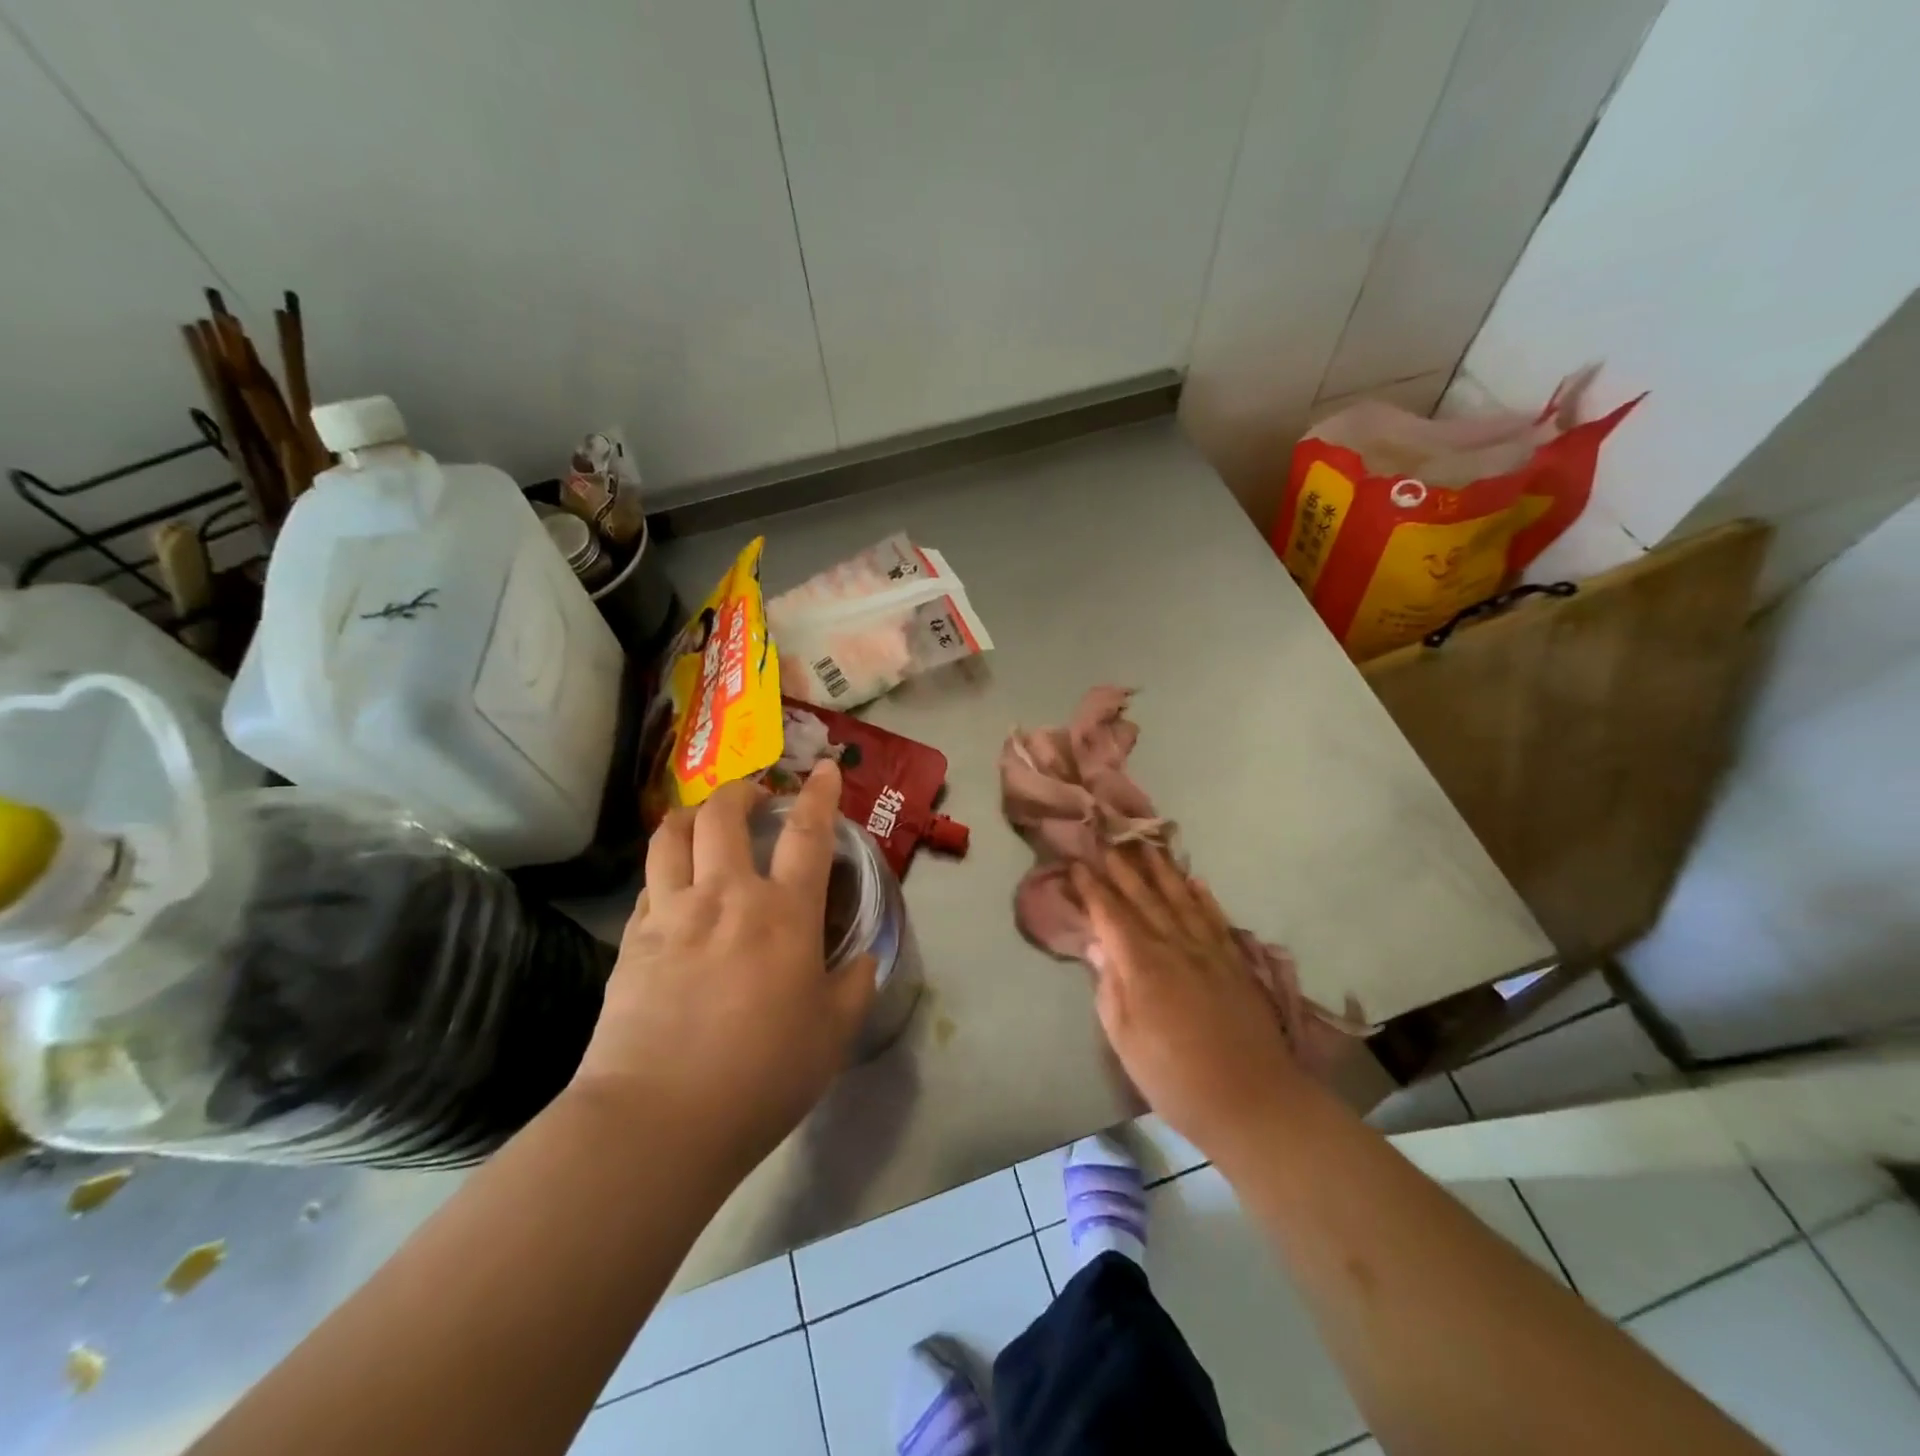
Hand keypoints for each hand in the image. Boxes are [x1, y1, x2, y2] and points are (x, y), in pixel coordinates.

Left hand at [574, 764, 874, 1176]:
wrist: (659, 1119)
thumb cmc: (762, 1075)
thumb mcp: (833, 1035)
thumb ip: (855, 986)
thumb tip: (863, 959)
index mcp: (783, 914)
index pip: (807, 834)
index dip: (819, 794)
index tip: (824, 769)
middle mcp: (725, 897)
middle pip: (724, 815)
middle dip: (740, 790)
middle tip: (753, 794)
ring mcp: (671, 914)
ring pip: (671, 836)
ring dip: (689, 815)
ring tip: (701, 818)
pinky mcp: (632, 941)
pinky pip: (647, 885)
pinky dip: (664, 870)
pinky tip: (671, 886)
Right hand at [1072, 847, 1305, 1161]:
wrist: (1252, 1100)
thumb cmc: (1175, 1078)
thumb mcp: (1125, 1040)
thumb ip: (1108, 987)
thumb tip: (1096, 945)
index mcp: (1141, 964)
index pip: (1110, 913)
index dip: (1091, 887)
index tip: (1075, 864)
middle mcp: (1174, 945)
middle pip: (1143, 896)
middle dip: (1122, 866)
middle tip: (1106, 838)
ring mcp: (1208, 950)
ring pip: (1180, 897)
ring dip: (1161, 869)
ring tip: (1146, 844)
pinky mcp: (1233, 961)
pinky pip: (1214, 917)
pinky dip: (1202, 895)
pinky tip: (1194, 880)